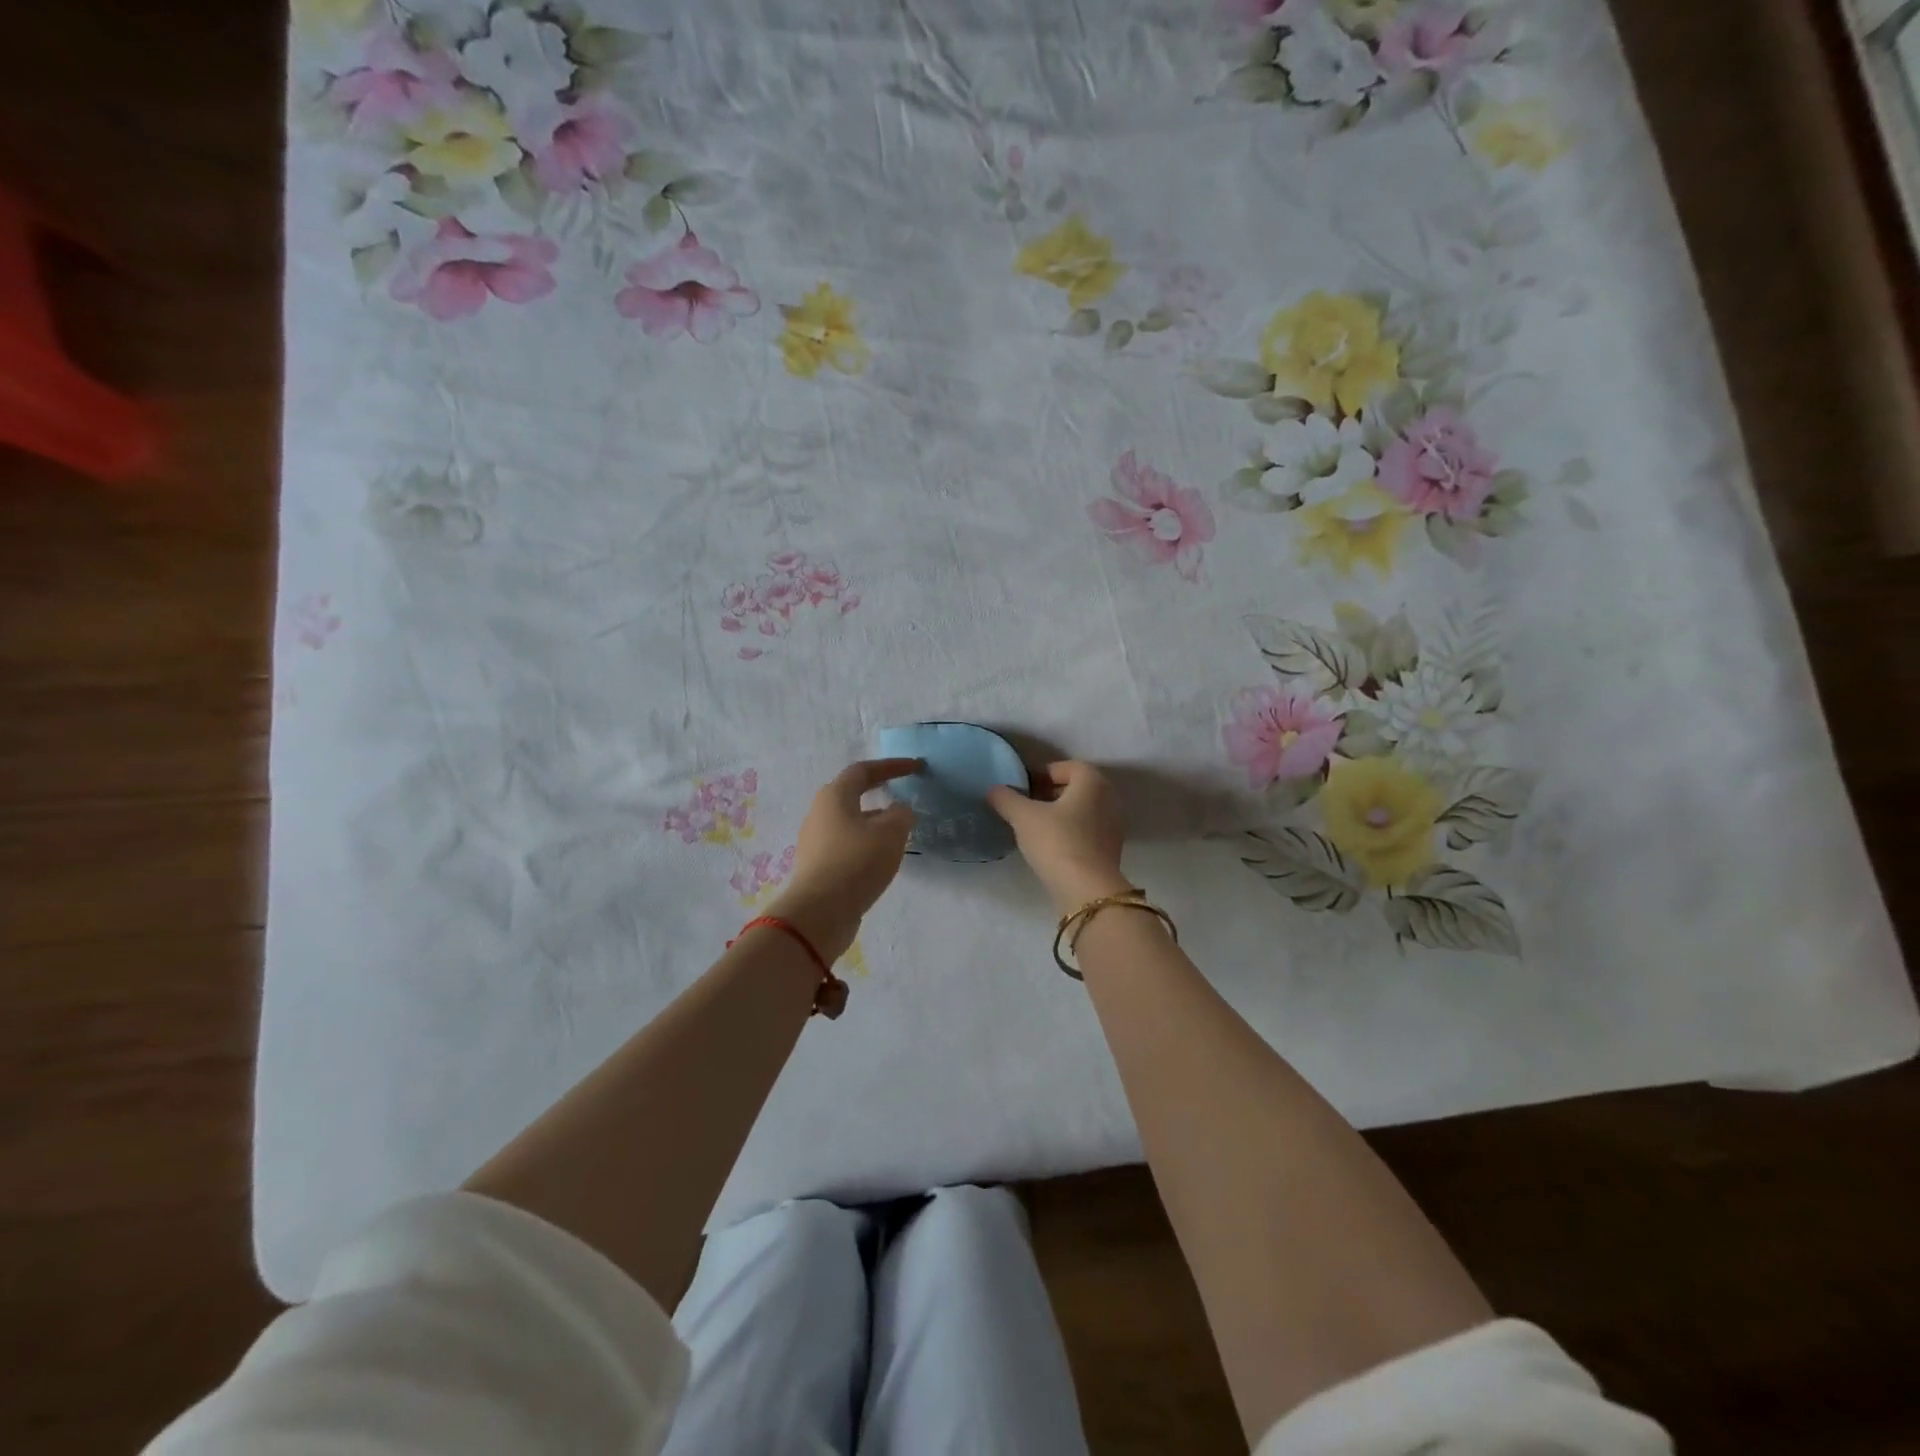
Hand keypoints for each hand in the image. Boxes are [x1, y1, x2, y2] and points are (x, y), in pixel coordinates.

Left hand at [768, 758, 919, 960]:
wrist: (820, 912)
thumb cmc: (856, 862)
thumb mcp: (891, 833)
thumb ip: (901, 814)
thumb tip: (898, 810)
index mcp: (835, 796)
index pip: (863, 770)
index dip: (891, 766)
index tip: (915, 767)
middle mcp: (820, 813)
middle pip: (851, 794)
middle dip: (879, 791)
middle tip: (902, 794)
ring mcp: (815, 841)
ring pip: (849, 821)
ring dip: (874, 820)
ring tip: (897, 831)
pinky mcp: (817, 865)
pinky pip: (845, 844)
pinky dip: (865, 842)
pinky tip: (880, 857)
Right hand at [988, 761, 1131, 913]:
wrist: (1087, 890)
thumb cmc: (1057, 841)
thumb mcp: (1023, 817)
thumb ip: (1006, 798)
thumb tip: (993, 789)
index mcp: (1092, 782)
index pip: (1067, 766)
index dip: (1043, 773)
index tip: (1023, 787)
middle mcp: (1109, 798)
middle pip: (1077, 787)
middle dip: (1051, 793)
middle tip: (1026, 805)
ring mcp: (1113, 825)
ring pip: (1083, 810)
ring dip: (1060, 813)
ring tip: (1035, 827)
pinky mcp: (1111, 850)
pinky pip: (1088, 830)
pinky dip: (1070, 831)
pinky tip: (1051, 846)